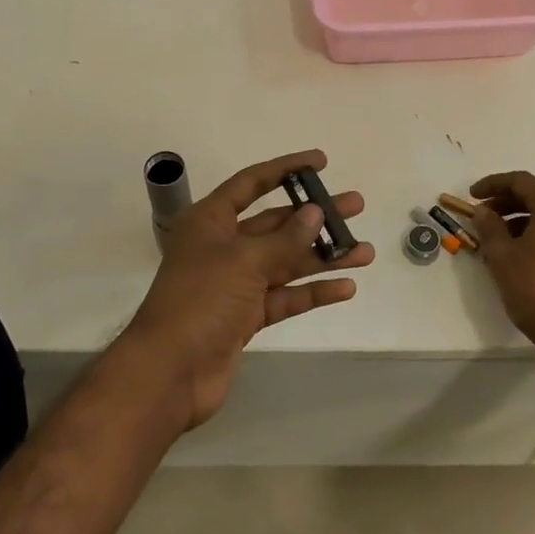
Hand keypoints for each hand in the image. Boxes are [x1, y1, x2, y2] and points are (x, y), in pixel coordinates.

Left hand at [125, 150, 372, 428]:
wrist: (169, 372)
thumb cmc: (200, 300)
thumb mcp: (243, 261)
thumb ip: (284, 238)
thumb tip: (316, 212)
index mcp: (211, 221)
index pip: (252, 183)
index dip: (286, 169)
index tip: (320, 161)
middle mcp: (223, 246)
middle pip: (276, 223)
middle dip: (316, 216)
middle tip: (355, 206)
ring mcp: (236, 283)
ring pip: (286, 262)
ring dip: (323, 256)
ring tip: (365, 251)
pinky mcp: (246, 316)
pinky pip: (285, 296)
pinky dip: (312, 291)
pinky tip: (345, 287)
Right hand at [466, 171, 534, 350]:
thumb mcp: (502, 256)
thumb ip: (489, 226)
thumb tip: (483, 211)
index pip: (521, 181)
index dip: (493, 184)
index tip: (472, 195)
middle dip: (506, 203)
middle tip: (482, 216)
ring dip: (520, 220)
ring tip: (496, 240)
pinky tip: (519, 253)